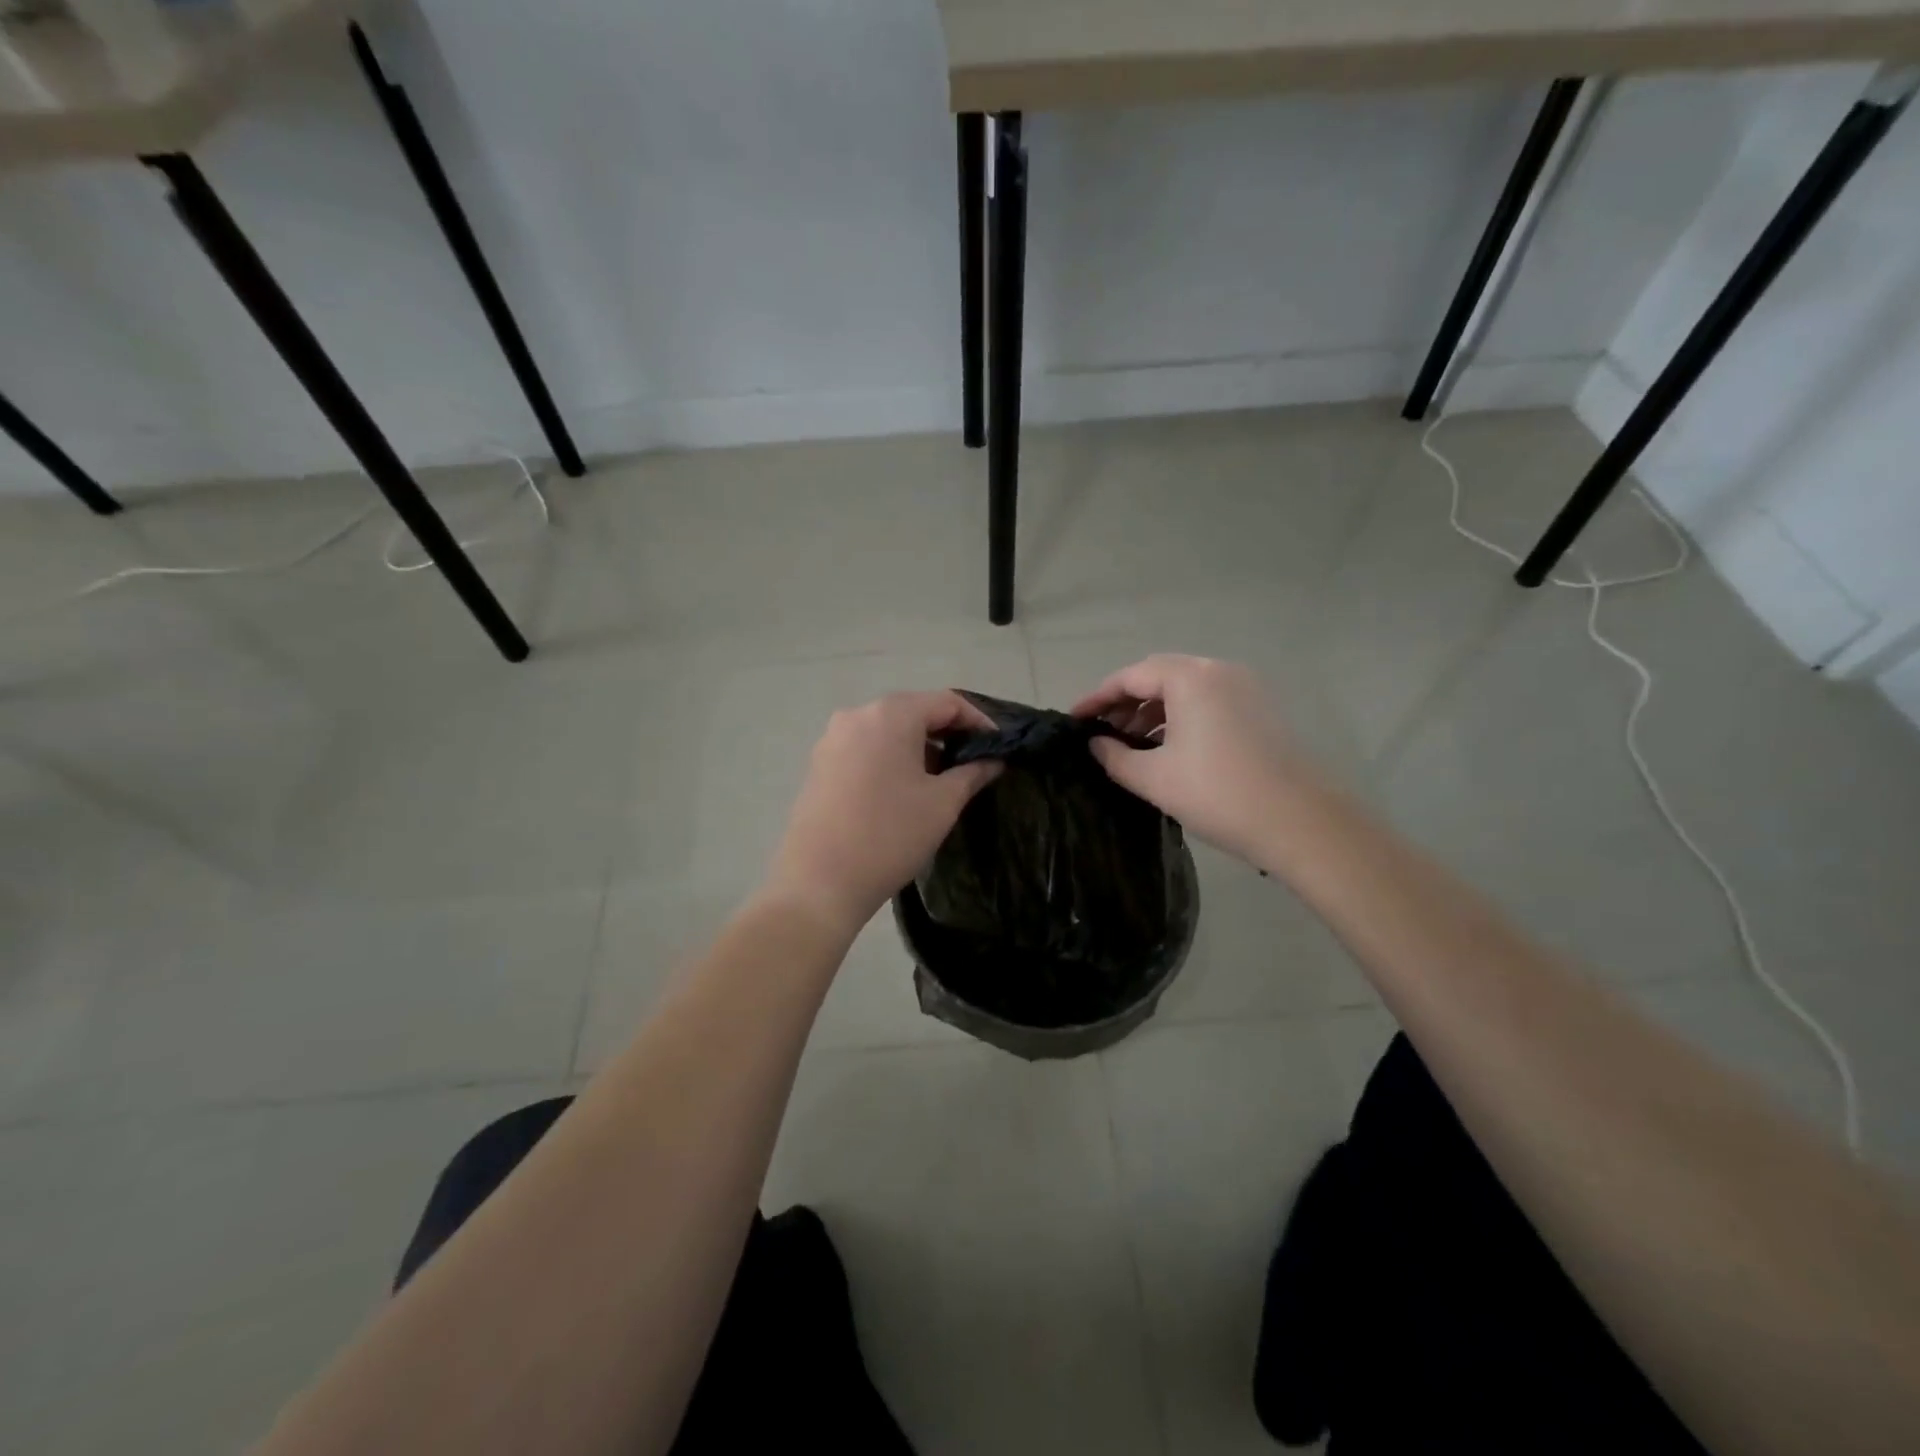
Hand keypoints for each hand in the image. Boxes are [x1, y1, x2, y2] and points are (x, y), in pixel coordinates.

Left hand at [764, 691, 1001, 935]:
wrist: (819, 882)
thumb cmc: (890, 835)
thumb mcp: (942, 803)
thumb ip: (973, 773)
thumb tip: (993, 760)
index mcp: (890, 714)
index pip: (947, 702)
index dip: (978, 721)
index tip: (998, 747)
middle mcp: (857, 715)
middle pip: (914, 711)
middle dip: (947, 733)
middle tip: (974, 762)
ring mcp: (832, 739)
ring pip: (887, 730)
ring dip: (918, 746)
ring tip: (941, 778)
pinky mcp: (818, 764)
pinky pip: (865, 748)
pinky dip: (890, 758)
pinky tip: (903, 789)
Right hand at [1072, 655, 1321, 864]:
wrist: (1302, 823)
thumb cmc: (1219, 794)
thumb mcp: (1154, 778)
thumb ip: (1115, 756)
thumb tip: (1095, 744)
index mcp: (1190, 678)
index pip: (1130, 677)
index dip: (1097, 697)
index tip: (1074, 719)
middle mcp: (1219, 671)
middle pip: (1159, 676)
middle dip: (1125, 702)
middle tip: (1100, 730)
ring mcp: (1245, 688)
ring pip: (1185, 689)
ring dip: (1153, 711)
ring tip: (1129, 743)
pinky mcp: (1261, 709)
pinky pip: (1208, 702)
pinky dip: (1181, 718)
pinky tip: (1167, 748)